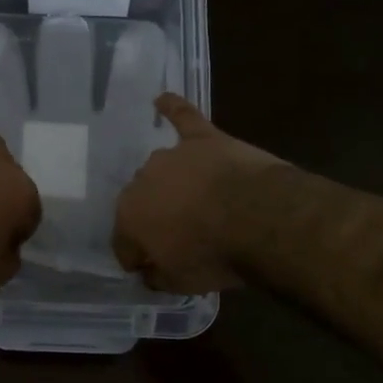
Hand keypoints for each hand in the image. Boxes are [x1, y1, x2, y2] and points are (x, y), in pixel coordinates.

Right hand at [112, 94, 284, 292]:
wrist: (257, 218)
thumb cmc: (213, 255)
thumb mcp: (180, 283)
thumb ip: (157, 276)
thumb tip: (148, 271)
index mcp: (129, 218)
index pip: (124, 242)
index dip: (138, 257)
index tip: (153, 267)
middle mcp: (141, 181)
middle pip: (142, 202)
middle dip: (155, 217)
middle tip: (181, 235)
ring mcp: (172, 156)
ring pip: (162, 170)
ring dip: (170, 184)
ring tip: (192, 199)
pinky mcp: (203, 138)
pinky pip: (183, 117)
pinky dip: (173, 108)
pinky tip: (162, 100)